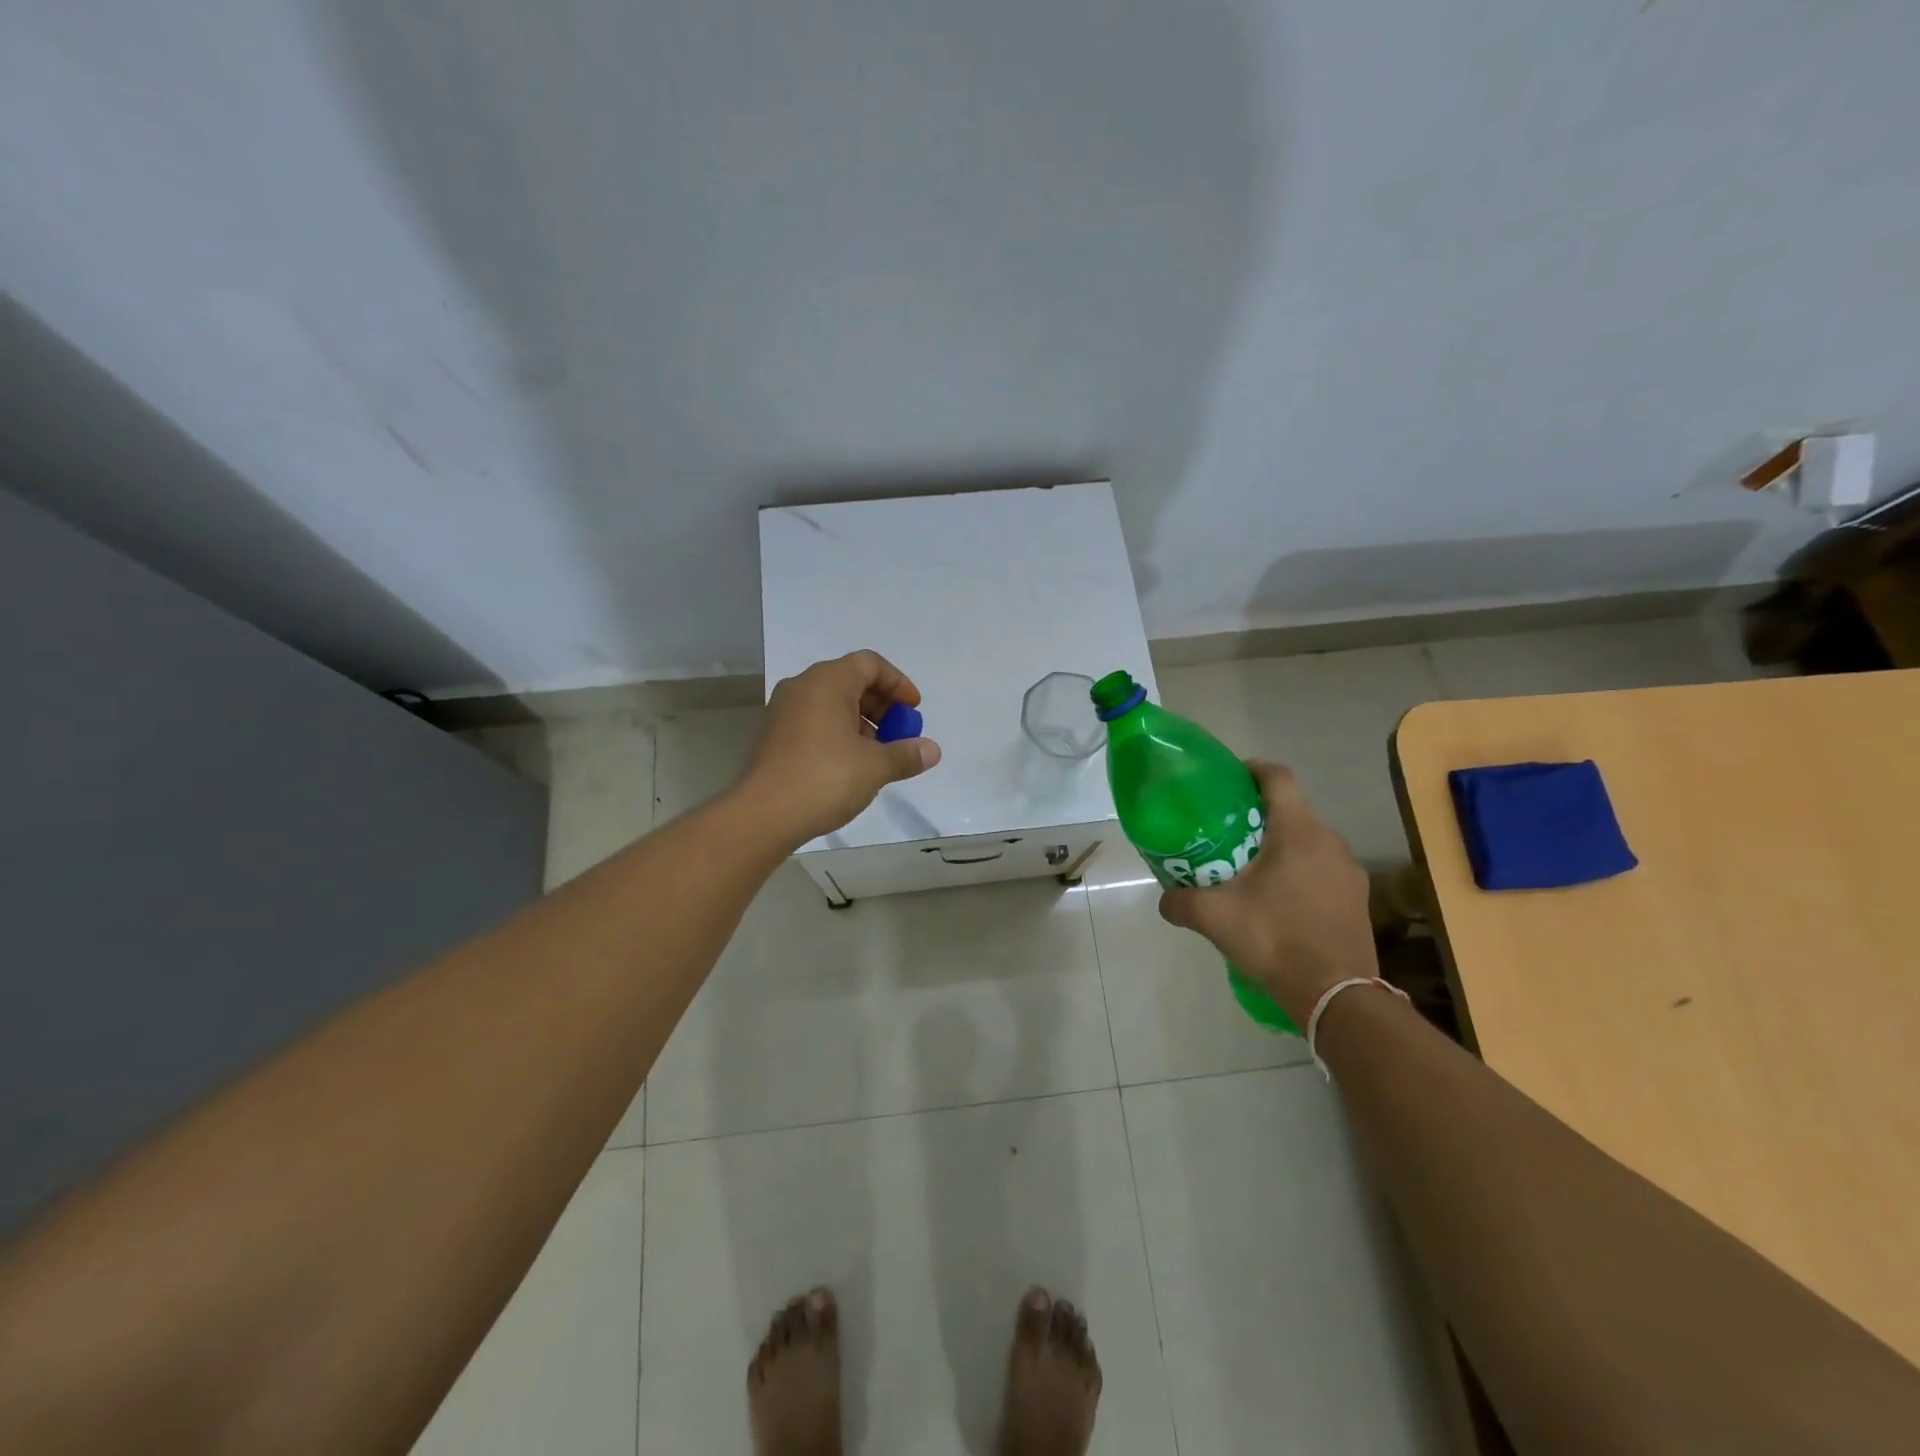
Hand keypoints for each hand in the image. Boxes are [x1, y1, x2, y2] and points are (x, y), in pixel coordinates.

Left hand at [742, 650, 942, 846]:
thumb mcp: (875, 766)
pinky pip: (815, 721)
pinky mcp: (775, 735)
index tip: (914, 710)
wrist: (764, 814)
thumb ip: (906, 754)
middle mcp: (802, 687)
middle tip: (900, 734)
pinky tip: (851, 765)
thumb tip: (932, 751)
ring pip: (832, 703)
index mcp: (827, 681)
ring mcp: (784, 711)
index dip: (898, 683)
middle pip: (851, 681)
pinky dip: (839, 733)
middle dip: (882, 706)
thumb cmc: (825, 778)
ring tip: (878, 755)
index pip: (870, 664)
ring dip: (862, 722)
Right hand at [1158, 760, 1377, 1026]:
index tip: (1229, 777)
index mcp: (1298, 832)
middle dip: (1259, 815)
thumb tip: (1165, 899)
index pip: (1278, 778)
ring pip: (1309, 843)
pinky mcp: (1357, 900)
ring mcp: (1349, 872)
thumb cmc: (1274, 938)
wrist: (1336, 995)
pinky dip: (1299, 873)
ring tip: (1250, 869)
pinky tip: (1279, 902)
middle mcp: (1330, 842)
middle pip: (1293, 811)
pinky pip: (1323, 871)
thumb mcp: (1214, 917)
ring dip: (1281, 847)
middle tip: (1226, 831)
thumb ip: (1181, 902)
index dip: (1252, 769)